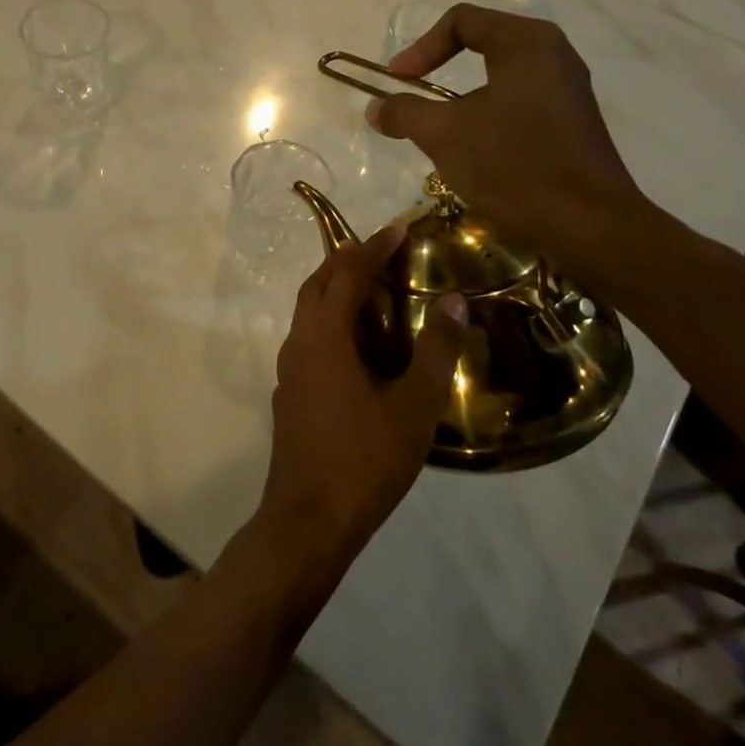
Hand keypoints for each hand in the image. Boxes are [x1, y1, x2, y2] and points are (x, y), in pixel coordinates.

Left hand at [257, 222, 467, 581]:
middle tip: (384, 249)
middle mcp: (299, 341)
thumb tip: (454, 301)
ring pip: (309, 310)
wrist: (309, 518)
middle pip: (319, 283)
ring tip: (375, 288)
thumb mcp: (414, 405)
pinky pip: (310, 337)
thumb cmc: (365, 459)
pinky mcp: (290, 391)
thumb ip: (436, 350)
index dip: (374, 246)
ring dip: (337, 289)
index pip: (349, 273)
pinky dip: (332, 320)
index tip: (400, 227)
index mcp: (325, 335)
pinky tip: (359, 343)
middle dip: (348, 259)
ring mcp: (290, 368)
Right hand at [368, 3, 651, 287]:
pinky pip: (519, 100)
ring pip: (500, 75)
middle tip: (413, 95)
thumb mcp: (444, 135)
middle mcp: (553, 54)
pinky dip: (488, 113)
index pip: (461, 21)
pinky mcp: (572, 120)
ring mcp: (568, 88)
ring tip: (438, 127)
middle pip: (482, 43)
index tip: (397, 81)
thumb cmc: (513, 165)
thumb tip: (375, 108)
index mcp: (526, 42)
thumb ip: (404, 112)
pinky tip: (475, 149)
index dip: (419, 48)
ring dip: (461, 97)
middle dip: (440, 67)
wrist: (588, 224)